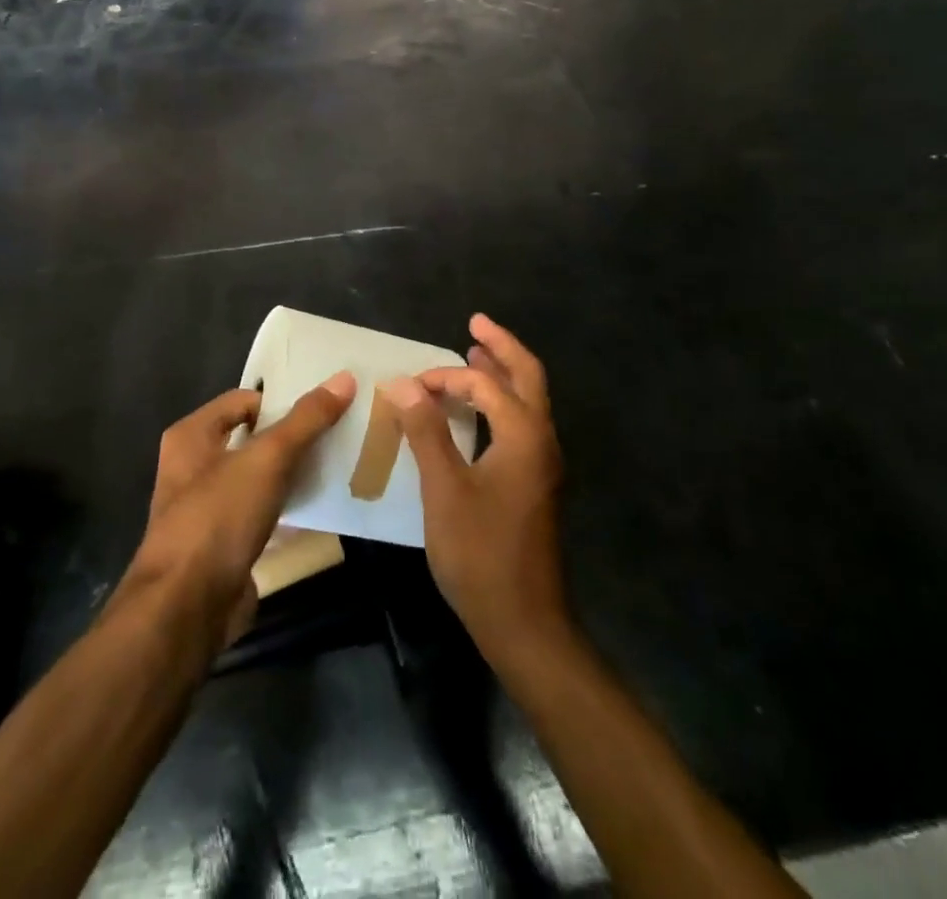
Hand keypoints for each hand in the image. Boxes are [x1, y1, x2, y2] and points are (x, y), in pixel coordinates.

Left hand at [115, 372, 354, 649]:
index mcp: (191, 436)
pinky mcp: (222, 544)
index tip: (324, 406)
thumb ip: (306, 420)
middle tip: (337, 432)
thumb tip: (344, 378)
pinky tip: (316, 507)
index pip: (244, 400)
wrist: (186, 608)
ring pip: (257, 477)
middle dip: (291, 436)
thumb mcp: (267, 459)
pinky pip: (260, 512)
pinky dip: (284, 508)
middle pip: (251, 437)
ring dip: (290, 473)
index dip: (281, 400)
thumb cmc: (218, 518)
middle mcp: (193, 467)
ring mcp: (206, 508)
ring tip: (335, 464)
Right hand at [383, 314, 567, 661]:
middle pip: (527, 377)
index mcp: (524, 436)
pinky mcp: (535, 484)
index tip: (411, 385)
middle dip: (501, 347)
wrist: (526, 624)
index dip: (448, 377)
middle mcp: (542, 442)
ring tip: (475, 354)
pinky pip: (521, 425)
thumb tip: (403, 383)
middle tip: (476, 322)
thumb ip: (425, 432)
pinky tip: (478, 413)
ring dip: (502, 375)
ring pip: (527, 402)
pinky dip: (500, 405)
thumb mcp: (445, 490)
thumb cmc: (482, 554)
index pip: (486, 386)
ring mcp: (543, 465)